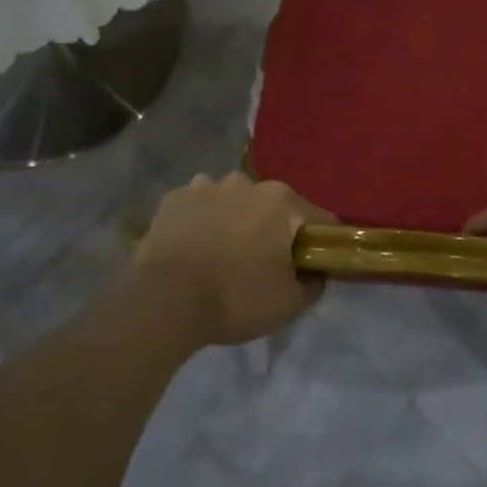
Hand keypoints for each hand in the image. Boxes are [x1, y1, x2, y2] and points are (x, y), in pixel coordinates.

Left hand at [132, 174, 334, 345]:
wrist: (164, 302)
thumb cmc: (235, 298)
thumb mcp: (289, 303)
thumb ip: (314, 283)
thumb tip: (316, 272)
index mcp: (281, 201)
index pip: (319, 218)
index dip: (321, 243)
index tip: (312, 265)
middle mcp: (247, 183)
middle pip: (273, 207)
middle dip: (273, 230)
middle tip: (263, 265)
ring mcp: (206, 185)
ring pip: (233, 202)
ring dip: (235, 221)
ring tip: (222, 256)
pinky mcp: (174, 198)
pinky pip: (199, 207)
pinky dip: (202, 222)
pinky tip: (194, 248)